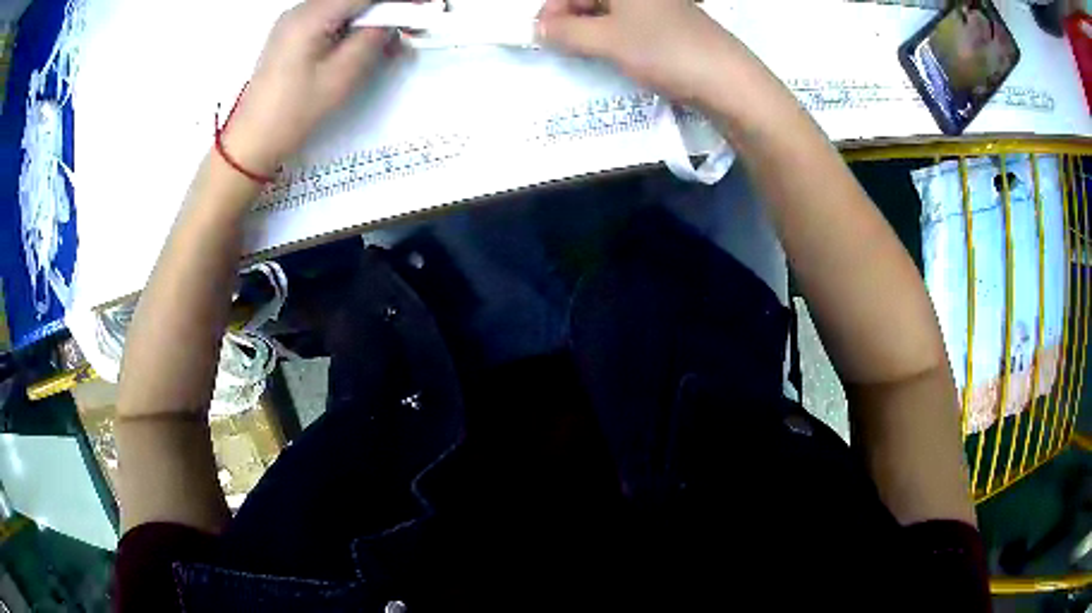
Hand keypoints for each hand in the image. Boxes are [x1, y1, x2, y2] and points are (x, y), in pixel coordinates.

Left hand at [222, 0, 394, 174]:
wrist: (253, 139)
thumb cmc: (296, 111)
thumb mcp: (342, 75)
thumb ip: (372, 38)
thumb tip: (392, 20)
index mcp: (311, 16)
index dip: (397, 0)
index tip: (423, 8)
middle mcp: (300, 9)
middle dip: (384, 8)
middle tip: (408, 26)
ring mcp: (293, 20)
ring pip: (342, 6)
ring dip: (368, 18)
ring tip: (387, 40)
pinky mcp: (291, 33)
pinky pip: (330, 17)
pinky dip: (351, 24)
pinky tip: (361, 43)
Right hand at [537, 0, 742, 103]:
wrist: (729, 81)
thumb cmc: (665, 51)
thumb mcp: (607, 40)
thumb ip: (566, 32)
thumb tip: (539, 28)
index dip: (552, 10)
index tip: (541, 35)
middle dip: (571, 20)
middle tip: (561, 47)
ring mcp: (661, 7)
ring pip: (612, 13)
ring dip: (591, 31)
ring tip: (585, 54)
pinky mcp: (672, 25)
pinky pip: (632, 25)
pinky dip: (615, 37)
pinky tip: (614, 55)